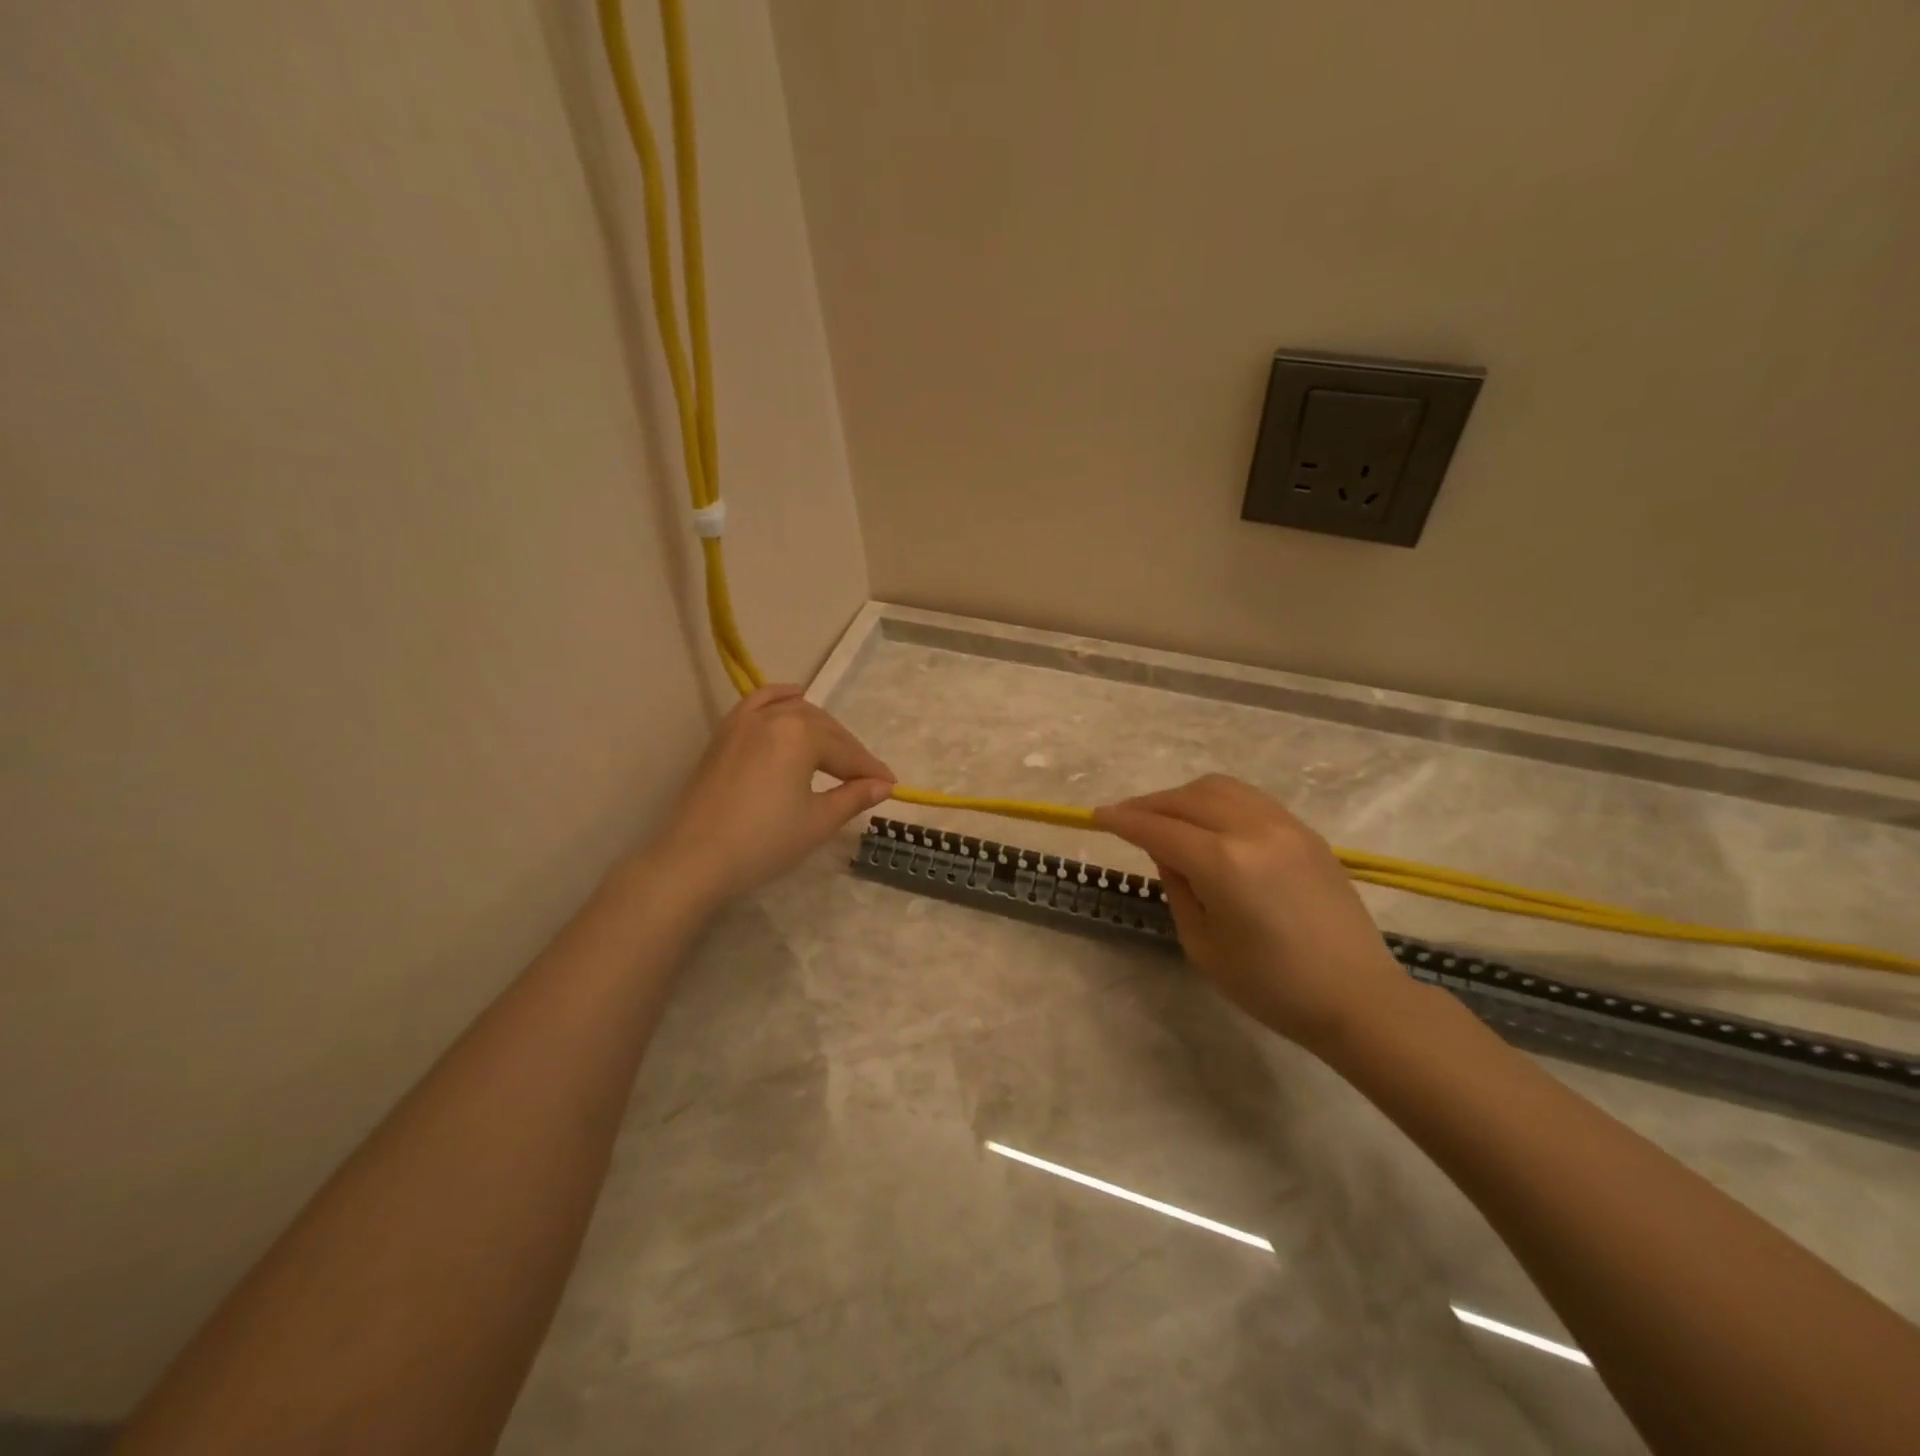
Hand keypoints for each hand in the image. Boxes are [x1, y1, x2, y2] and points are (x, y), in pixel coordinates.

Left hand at [650, 686, 895, 904]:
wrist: (695, 859)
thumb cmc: (764, 842)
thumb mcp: (818, 822)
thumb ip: (853, 797)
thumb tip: (883, 785)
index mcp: (802, 734)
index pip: (846, 752)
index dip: (870, 771)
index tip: (891, 786)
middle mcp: (775, 717)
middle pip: (824, 729)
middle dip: (848, 752)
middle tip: (866, 780)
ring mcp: (744, 722)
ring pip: (794, 713)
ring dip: (820, 730)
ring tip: (836, 752)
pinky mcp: (724, 734)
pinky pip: (758, 703)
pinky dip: (780, 698)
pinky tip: (794, 698)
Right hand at [1095, 775, 1409, 1049]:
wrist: (1358, 998)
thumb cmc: (1272, 986)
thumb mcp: (1203, 945)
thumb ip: (1178, 889)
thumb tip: (1168, 853)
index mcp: (1223, 863)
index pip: (1158, 829)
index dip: (1123, 820)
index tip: (1097, 815)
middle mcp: (1252, 830)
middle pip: (1186, 799)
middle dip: (1149, 805)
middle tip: (1125, 819)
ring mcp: (1284, 825)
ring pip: (1218, 788)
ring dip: (1183, 797)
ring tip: (1167, 818)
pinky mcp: (1305, 832)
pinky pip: (1249, 798)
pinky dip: (1217, 801)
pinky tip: (1209, 823)